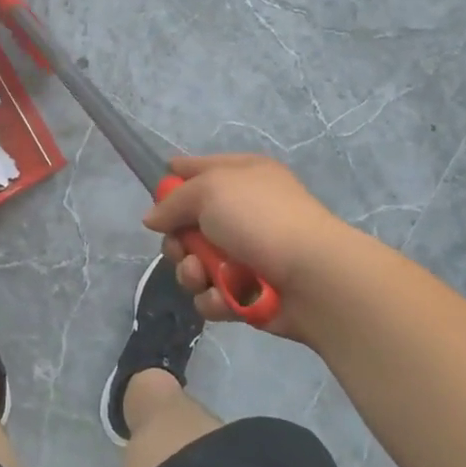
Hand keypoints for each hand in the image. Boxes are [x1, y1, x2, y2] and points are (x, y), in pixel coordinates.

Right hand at [142, 154, 355, 340]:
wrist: (313, 277)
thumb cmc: (260, 219)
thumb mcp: (209, 190)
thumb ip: (173, 201)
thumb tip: (153, 218)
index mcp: (242, 175)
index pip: (198, 168)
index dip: (174, 181)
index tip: (157, 197)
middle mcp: (244, 211)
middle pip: (188, 224)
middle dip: (178, 241)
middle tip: (183, 249)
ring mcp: (247, 253)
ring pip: (196, 264)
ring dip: (192, 273)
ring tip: (203, 277)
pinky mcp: (249, 292)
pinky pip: (213, 294)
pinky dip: (213, 298)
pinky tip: (223, 297)